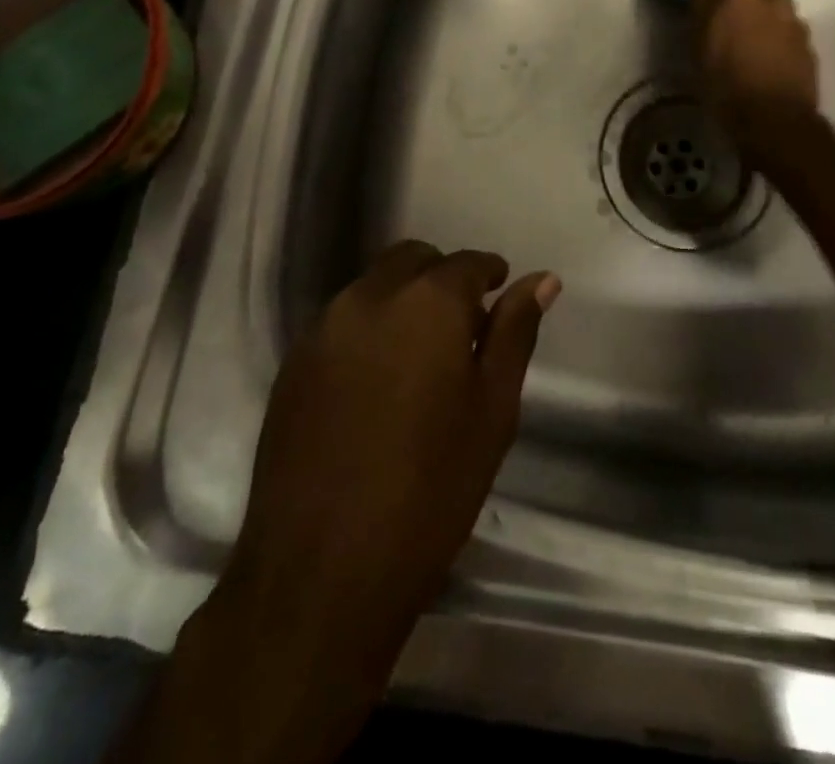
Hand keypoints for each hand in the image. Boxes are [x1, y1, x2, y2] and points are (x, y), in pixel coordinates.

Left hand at [137, 243, 559, 763]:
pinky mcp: (292, 364)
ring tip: (420, 357)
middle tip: (462, 328)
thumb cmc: (430, 491)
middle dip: (441, 278)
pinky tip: (377, 382)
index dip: (488, 274)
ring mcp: (323, 329)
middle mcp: (369, 298)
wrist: (320, 574)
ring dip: (402, 300)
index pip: (465, 263)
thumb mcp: (492, 410)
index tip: (499, 295)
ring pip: (372, 286)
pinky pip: (340, 321)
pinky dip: (367, 328)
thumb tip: (542, 279)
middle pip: (412, 260)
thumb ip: (514, 333)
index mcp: (426, 303)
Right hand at [687, 0, 819, 148]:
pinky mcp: (810, 51)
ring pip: (777, 17)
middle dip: (748, 6)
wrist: (773, 120)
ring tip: (751, 57)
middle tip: (731, 33)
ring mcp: (797, 25)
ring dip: (766, 28)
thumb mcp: (698, 38)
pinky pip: (790, 40)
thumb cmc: (723, 77)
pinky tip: (767, 71)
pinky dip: (779, 49)